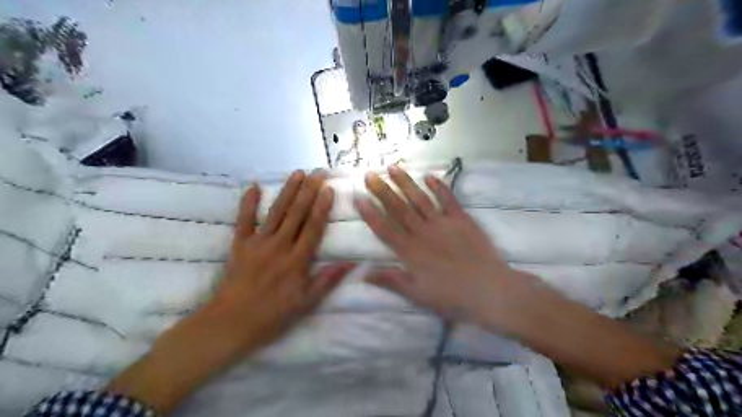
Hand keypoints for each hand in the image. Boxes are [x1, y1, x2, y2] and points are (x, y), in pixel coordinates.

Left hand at [208, 170, 356, 353]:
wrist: (231, 323)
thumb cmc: (272, 315)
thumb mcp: (306, 303)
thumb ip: (327, 280)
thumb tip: (351, 263)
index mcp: (297, 260)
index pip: (313, 227)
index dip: (322, 207)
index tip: (329, 189)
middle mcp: (279, 246)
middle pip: (297, 214)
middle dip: (309, 191)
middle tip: (318, 172)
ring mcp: (258, 243)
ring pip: (276, 212)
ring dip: (288, 191)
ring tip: (298, 173)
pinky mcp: (239, 244)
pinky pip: (244, 220)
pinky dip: (248, 202)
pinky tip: (253, 186)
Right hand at [355, 166, 520, 325]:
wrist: (488, 290)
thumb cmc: (450, 296)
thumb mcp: (416, 294)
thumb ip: (391, 280)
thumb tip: (363, 272)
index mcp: (410, 251)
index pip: (385, 228)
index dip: (370, 213)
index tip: (358, 197)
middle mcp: (423, 232)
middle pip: (399, 208)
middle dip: (382, 191)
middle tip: (370, 174)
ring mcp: (443, 223)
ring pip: (419, 199)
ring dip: (405, 183)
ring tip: (393, 167)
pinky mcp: (462, 219)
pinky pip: (448, 199)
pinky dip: (439, 187)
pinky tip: (429, 176)